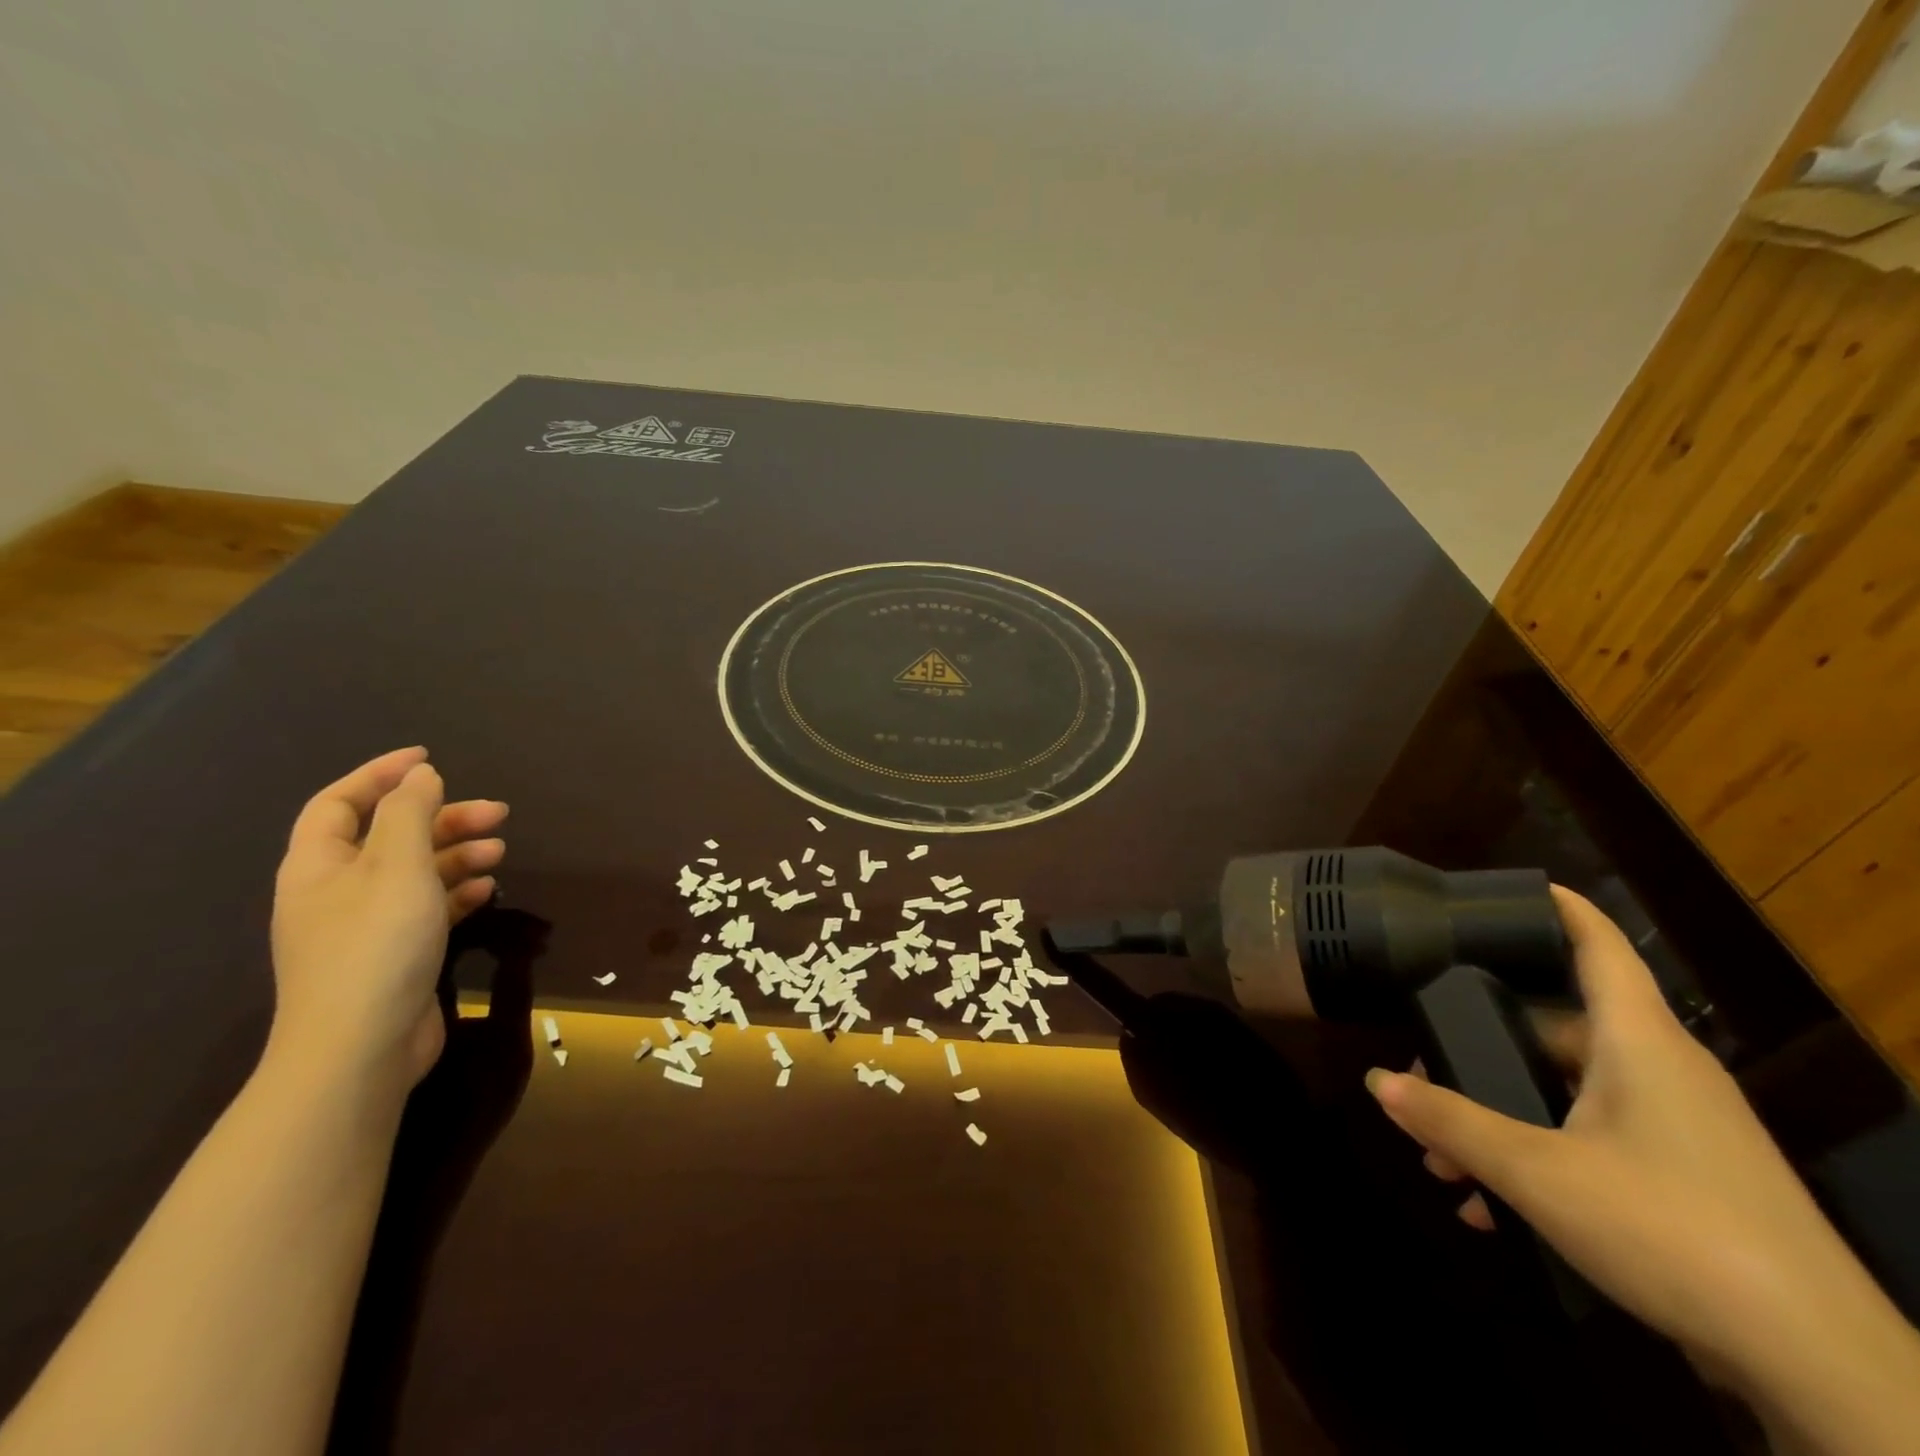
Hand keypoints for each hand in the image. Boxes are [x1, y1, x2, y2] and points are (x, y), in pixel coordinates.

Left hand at [267, 748, 507, 1098]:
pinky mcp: (393, 954)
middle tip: (497, 812)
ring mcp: (364, 925)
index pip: (339, 802)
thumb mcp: (396, 868)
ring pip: (413, 871)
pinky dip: (457, 892)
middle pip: (388, 835)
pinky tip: (487, 889)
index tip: (430, 758)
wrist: (360, 1049)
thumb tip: (420, 775)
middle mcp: (336, 890)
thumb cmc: (375, 946)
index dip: (380, 775)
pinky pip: (427, 907)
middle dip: (442, 817)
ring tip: (501, 850)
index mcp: (319, 865)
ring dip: (457, 853)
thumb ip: (409, 815)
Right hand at [1365, 888, 1919, 1451]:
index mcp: (1638, 1043)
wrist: (1823, 1370)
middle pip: (1555, 1030)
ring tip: (1446, 1163)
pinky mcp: (1691, 1182)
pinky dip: (1542, 1160)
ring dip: (1502, 1120)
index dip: (1559, 909)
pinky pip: (1594, 1143)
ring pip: (1566, 1096)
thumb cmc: (1671, 1230)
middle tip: (1422, 1075)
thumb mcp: (1536, 1172)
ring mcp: (1682, 1130)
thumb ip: (1450, 1121)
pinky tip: (1498, 1209)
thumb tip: (1376, 1081)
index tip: (1516, 887)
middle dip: (1480, 1053)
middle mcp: (1663, 1072)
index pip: (1599, 948)